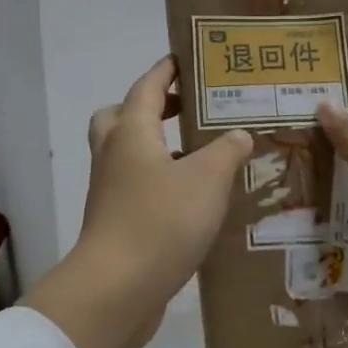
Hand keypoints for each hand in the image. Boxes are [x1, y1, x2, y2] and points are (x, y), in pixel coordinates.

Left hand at [25, 58, 253, 347]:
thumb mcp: (208, 179)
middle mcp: (114, 156)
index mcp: (132, 133)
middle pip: (121, 116)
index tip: (184, 59)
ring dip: (157, 147)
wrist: (118, 288)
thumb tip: (238, 135)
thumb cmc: (162, 220)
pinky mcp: (115, 222)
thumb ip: (227, 151)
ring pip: (128, 154)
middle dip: (150, 107)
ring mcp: (109, 191)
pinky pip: (135, 187)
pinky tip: (194, 199)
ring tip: (200, 154)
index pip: (147, 87)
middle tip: (184, 110)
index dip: (165, 71)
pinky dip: (159, 181)